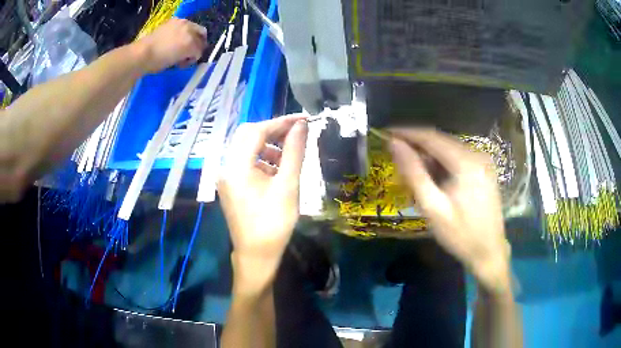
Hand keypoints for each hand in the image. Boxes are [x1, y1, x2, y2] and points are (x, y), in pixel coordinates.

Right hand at [132, 18, 207, 72]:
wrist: (142, 54)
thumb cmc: (146, 50)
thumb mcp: (162, 36)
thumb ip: (173, 37)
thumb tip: (178, 46)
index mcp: (176, 21)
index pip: (191, 27)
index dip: (190, 38)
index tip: (182, 48)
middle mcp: (186, 24)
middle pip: (201, 32)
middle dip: (198, 44)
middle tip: (190, 55)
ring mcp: (190, 34)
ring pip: (200, 44)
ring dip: (193, 53)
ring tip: (180, 62)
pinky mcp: (192, 45)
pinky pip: (198, 54)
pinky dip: (191, 61)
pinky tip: (179, 64)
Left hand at [218, 116, 307, 293]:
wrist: (257, 254)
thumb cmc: (274, 222)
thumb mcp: (288, 185)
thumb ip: (294, 152)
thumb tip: (301, 126)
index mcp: (237, 166)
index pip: (256, 131)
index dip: (280, 122)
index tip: (302, 120)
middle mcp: (226, 167)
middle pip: (247, 135)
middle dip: (273, 131)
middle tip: (296, 133)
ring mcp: (226, 176)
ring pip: (246, 148)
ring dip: (267, 145)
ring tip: (288, 155)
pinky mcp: (230, 185)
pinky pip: (244, 162)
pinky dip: (261, 158)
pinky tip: (276, 170)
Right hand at [389, 128, 510, 294]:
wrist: (489, 252)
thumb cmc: (461, 235)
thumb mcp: (433, 208)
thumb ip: (413, 173)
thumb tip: (394, 144)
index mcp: (466, 161)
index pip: (431, 136)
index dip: (406, 133)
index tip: (385, 133)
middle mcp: (477, 154)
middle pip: (441, 140)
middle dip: (417, 144)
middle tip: (395, 154)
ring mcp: (483, 161)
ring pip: (449, 148)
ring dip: (429, 155)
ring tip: (410, 168)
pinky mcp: (484, 169)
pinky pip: (457, 157)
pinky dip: (441, 162)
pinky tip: (432, 176)